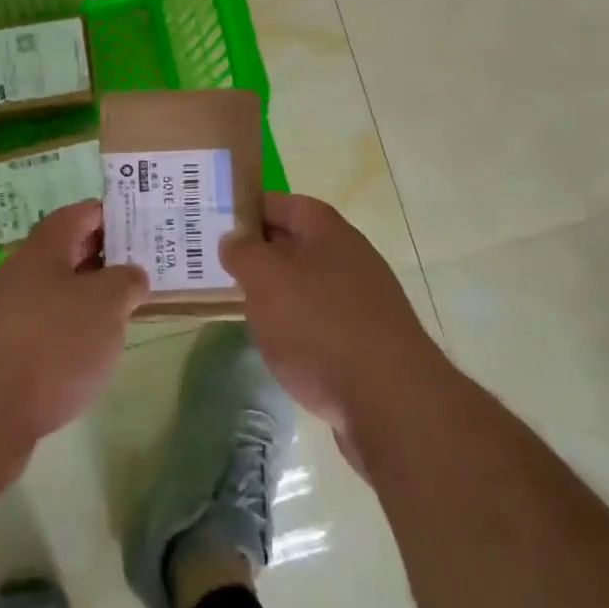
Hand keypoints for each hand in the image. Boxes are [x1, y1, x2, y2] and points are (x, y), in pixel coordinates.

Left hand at [0, 201, 146, 485]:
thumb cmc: (50, 344)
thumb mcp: (105, 304)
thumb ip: (125, 282)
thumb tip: (130, 276)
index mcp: (44, 249)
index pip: (80, 215)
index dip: (111, 215)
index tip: (142, 225)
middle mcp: (21, 274)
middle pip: (66, 254)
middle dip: (104, 259)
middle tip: (142, 269)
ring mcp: (6, 315)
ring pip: (56, 295)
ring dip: (87, 300)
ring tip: (123, 314)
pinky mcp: (1, 356)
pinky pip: (44, 331)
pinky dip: (69, 335)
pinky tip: (88, 357)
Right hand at [221, 194, 437, 438]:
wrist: (392, 404)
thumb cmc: (321, 326)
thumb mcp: (266, 279)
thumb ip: (243, 252)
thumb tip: (234, 239)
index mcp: (329, 232)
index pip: (285, 204)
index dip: (251, 209)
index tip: (217, 225)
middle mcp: (350, 259)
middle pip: (296, 245)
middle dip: (259, 254)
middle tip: (218, 267)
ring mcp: (363, 304)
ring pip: (307, 286)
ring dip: (276, 294)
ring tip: (242, 308)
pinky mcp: (367, 345)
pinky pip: (321, 324)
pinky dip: (297, 329)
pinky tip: (279, 348)